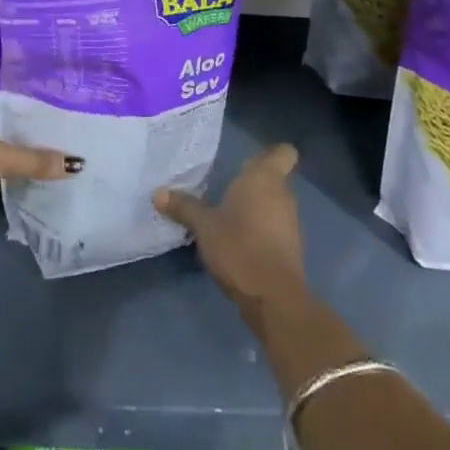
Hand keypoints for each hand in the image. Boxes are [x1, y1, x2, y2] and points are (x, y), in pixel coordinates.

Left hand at [0, 83, 78, 239]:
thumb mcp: (1, 158)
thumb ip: (36, 160)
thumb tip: (77, 164)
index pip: (3, 85)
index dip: (26, 85)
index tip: (54, 86)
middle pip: (0, 113)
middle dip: (25, 118)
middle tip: (61, 116)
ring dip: (14, 144)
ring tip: (51, 142)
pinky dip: (3, 167)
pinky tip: (26, 171)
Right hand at [154, 145, 306, 319]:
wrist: (273, 296)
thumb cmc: (238, 246)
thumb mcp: (203, 226)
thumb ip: (184, 207)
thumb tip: (157, 192)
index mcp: (264, 178)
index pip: (283, 153)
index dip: (269, 155)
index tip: (247, 163)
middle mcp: (283, 194)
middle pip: (275, 179)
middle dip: (254, 184)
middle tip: (226, 190)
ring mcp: (291, 222)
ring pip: (275, 204)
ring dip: (257, 208)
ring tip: (228, 217)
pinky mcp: (291, 248)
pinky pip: (276, 227)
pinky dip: (261, 230)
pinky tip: (238, 242)